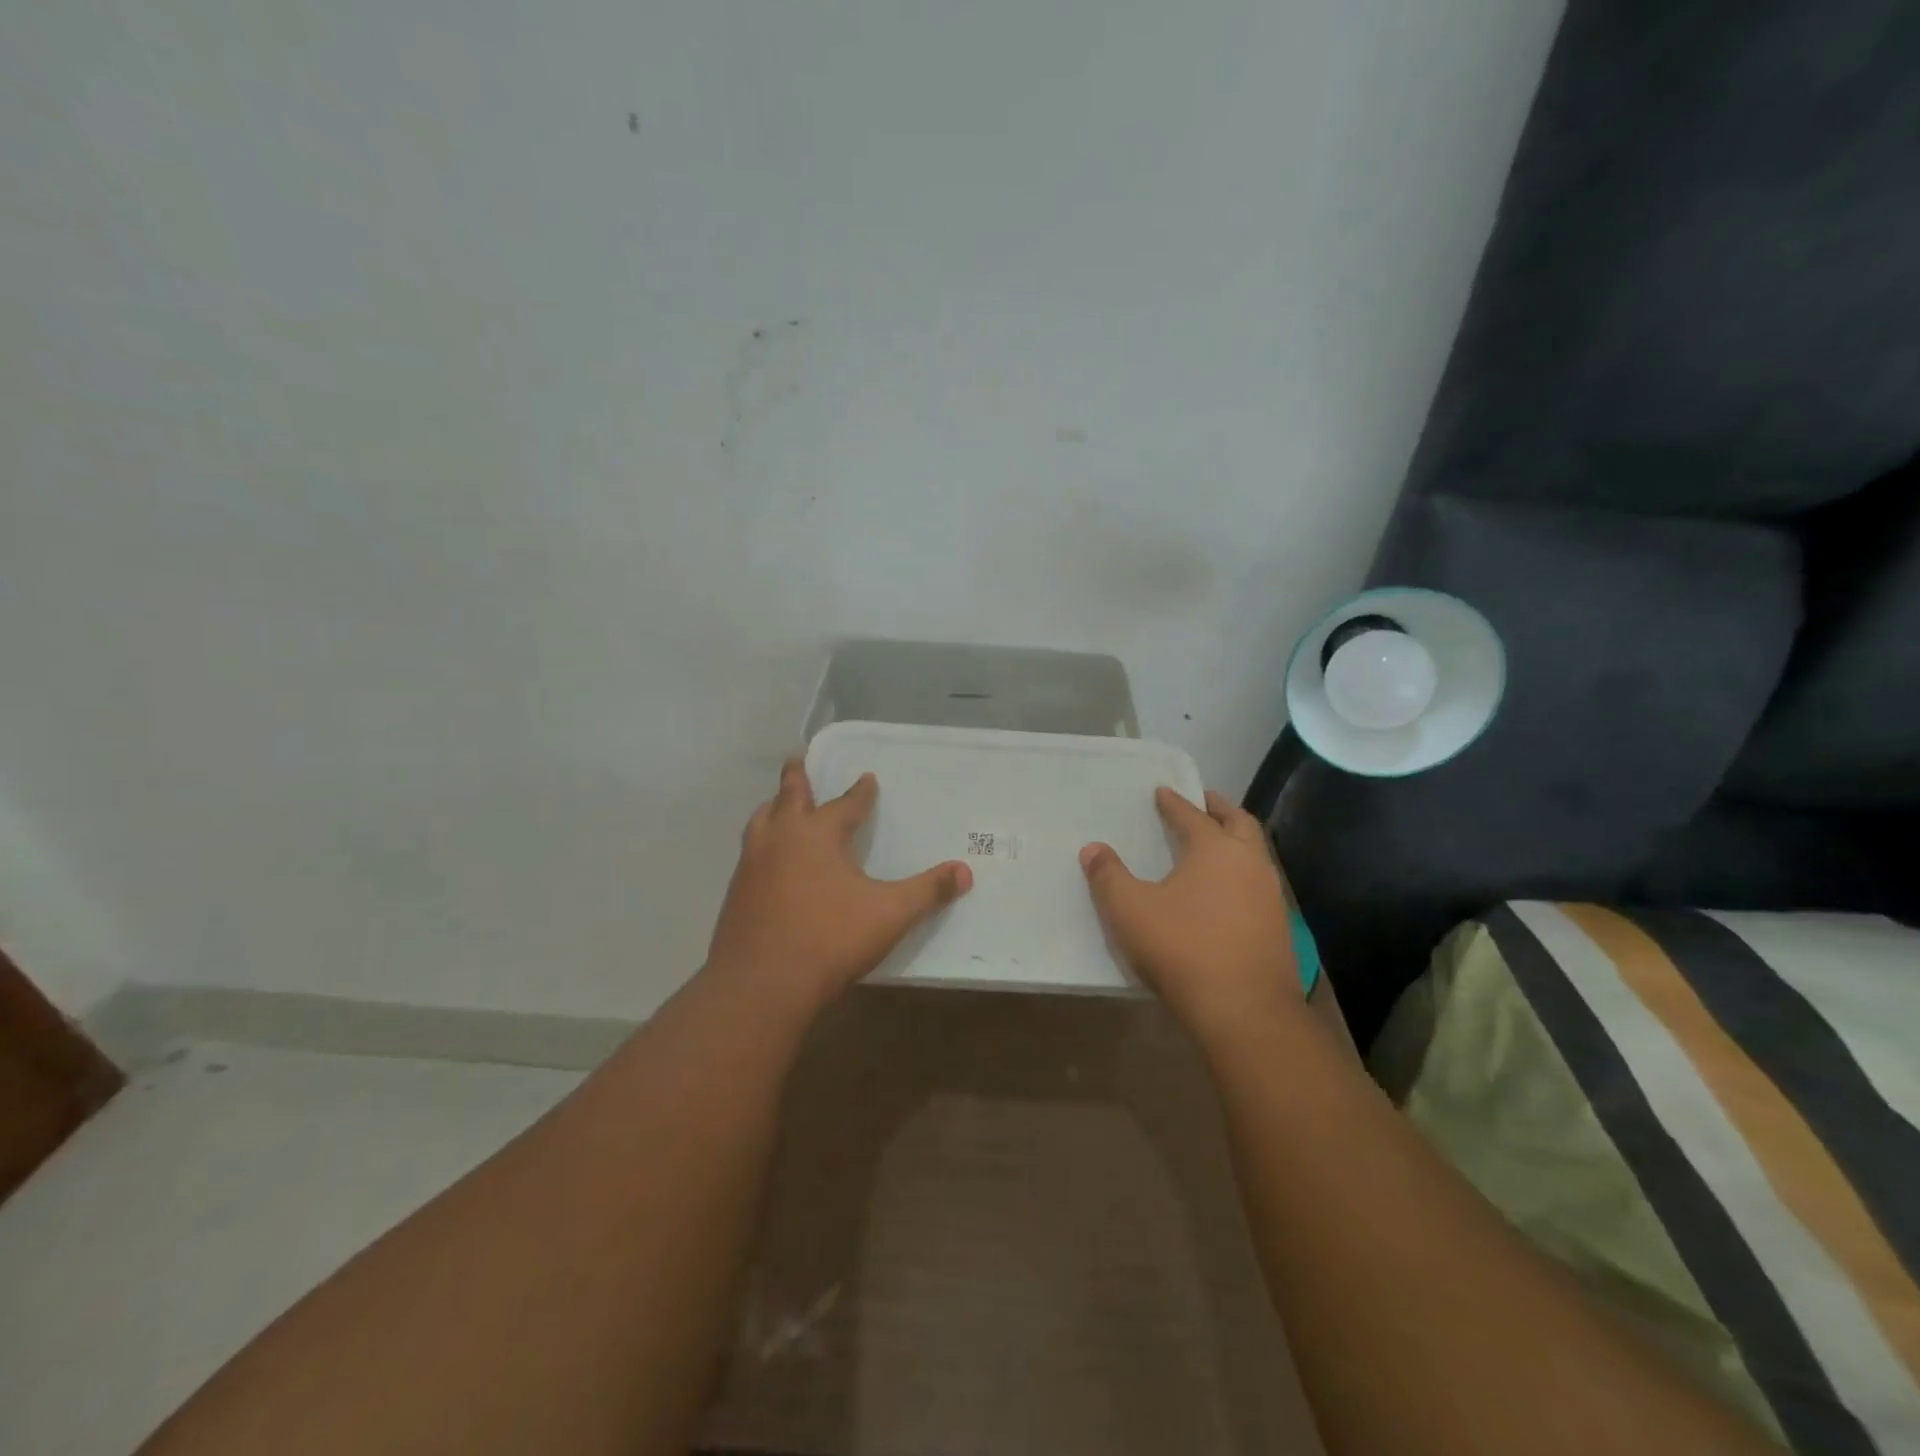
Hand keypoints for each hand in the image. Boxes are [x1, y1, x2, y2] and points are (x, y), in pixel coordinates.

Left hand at [704, 759, 972, 1015]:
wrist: (761, 985)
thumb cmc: (830, 939)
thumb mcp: (889, 914)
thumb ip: (927, 891)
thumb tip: (965, 871)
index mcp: (817, 834)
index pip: (844, 804)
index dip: (860, 792)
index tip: (867, 778)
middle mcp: (780, 839)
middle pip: (788, 797)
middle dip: (796, 778)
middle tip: (798, 759)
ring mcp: (752, 865)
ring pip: (760, 822)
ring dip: (772, 808)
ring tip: (778, 805)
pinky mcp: (735, 894)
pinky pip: (750, 854)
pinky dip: (761, 843)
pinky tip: (769, 861)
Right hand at [1080, 788, 1300, 1036]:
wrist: (1245, 1011)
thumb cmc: (1183, 948)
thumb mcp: (1130, 910)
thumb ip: (1108, 876)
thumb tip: (1092, 848)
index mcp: (1215, 849)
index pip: (1191, 815)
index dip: (1174, 802)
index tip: (1163, 791)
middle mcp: (1249, 863)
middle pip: (1238, 822)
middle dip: (1218, 809)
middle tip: (1202, 802)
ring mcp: (1270, 895)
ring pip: (1255, 853)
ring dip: (1236, 840)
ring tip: (1215, 844)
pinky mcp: (1278, 927)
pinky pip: (1259, 884)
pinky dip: (1242, 874)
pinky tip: (1227, 892)